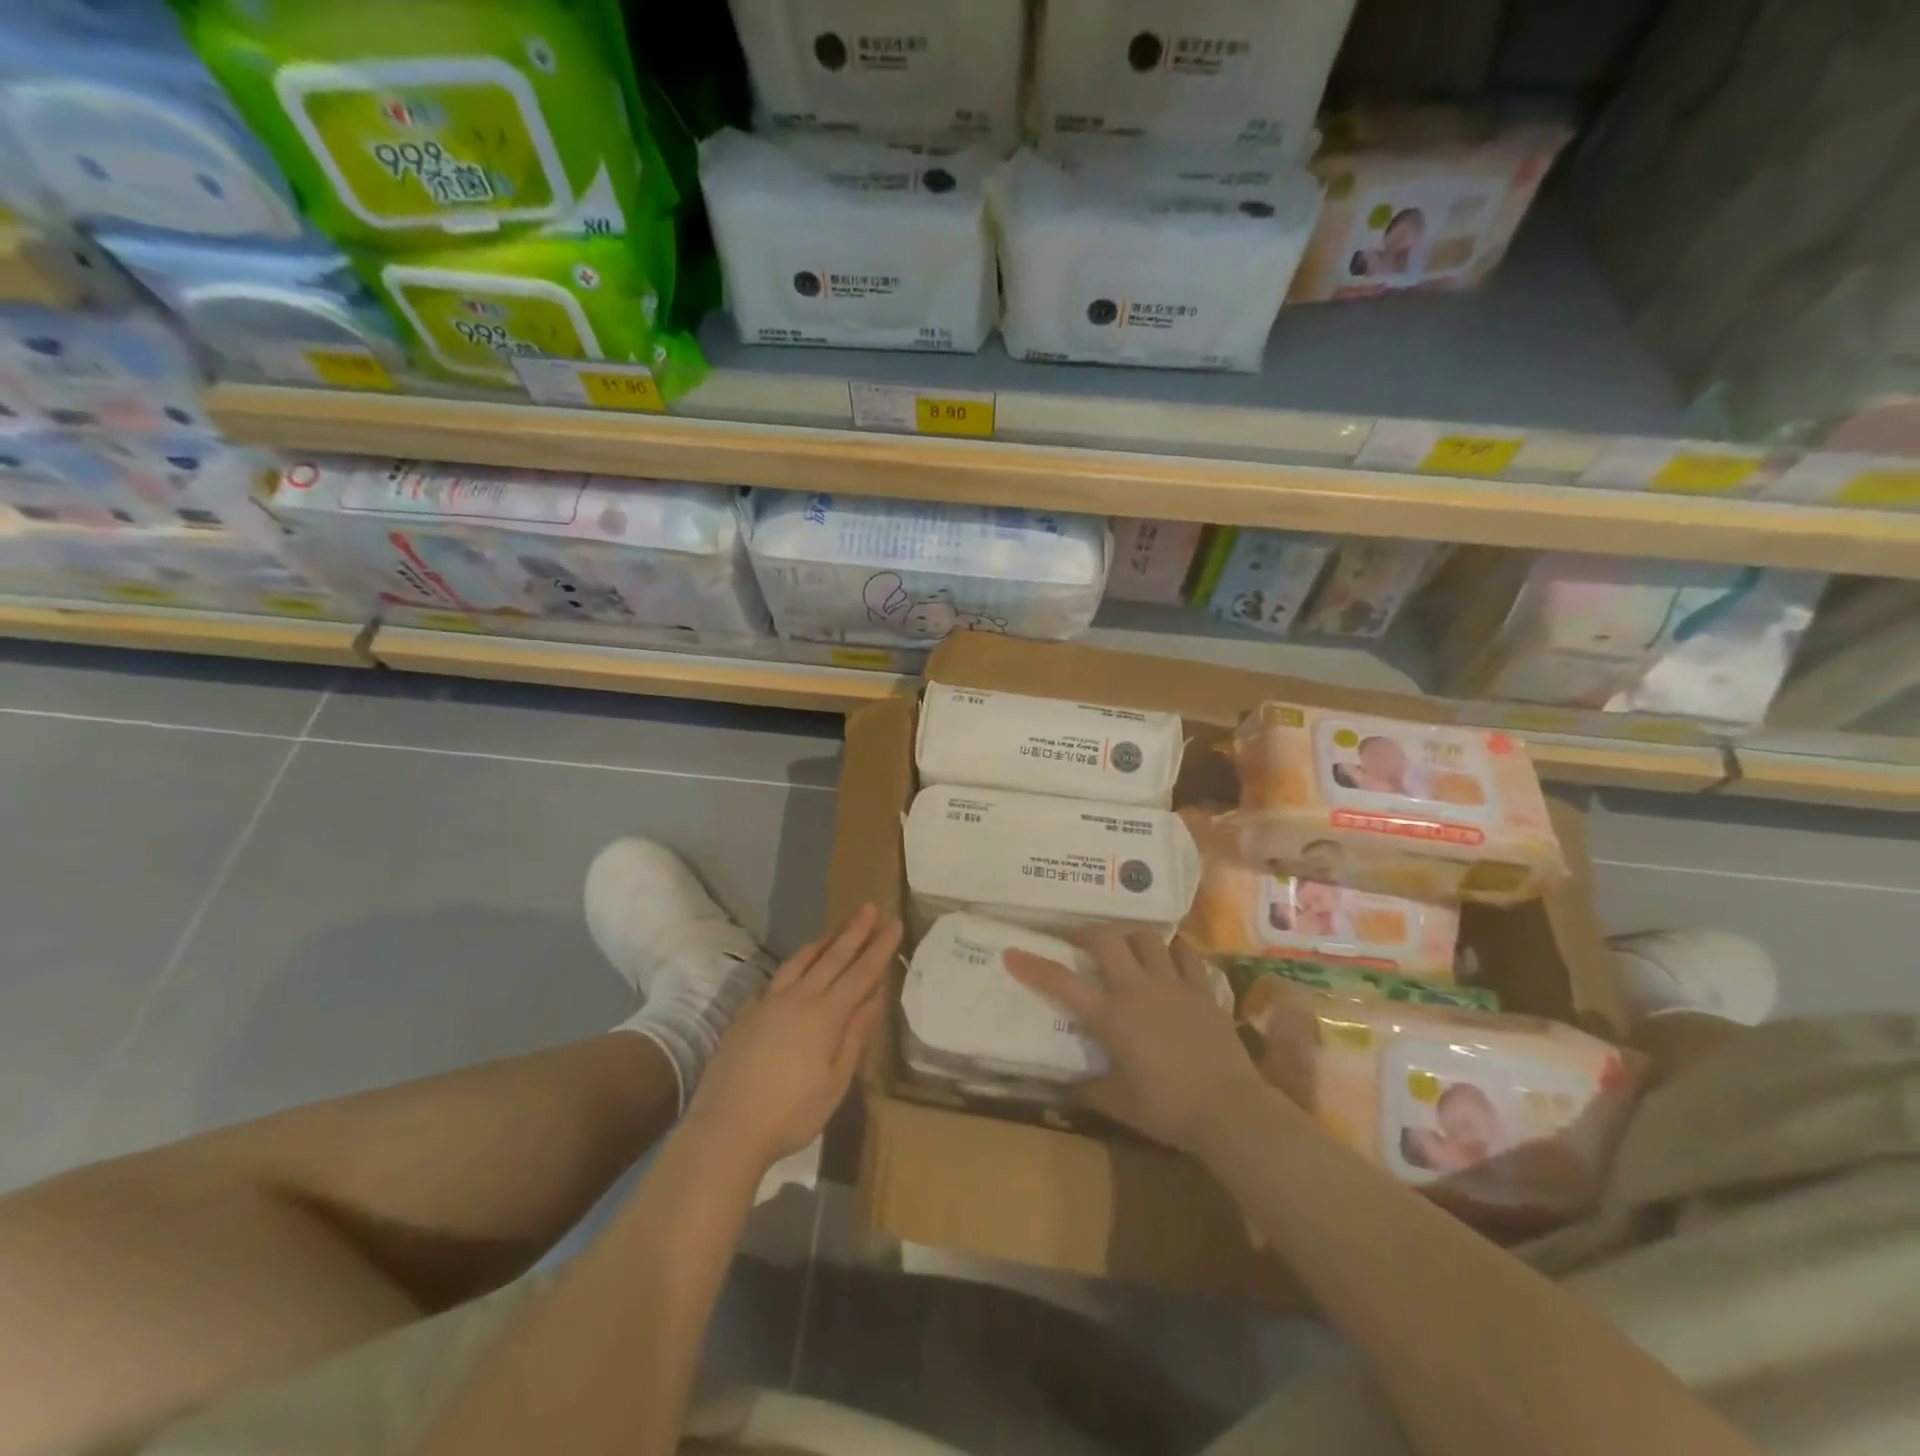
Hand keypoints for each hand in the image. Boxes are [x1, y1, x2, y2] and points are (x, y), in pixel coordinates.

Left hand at [688, 904, 902, 1169]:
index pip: (861, 973)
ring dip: (823, 942)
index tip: (894, 923)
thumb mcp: (836, 1082)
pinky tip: (795, 968)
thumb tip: (875, 998)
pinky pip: (776, 978)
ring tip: (836, 930)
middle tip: (869, 907)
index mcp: (826, 1016)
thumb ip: (855, 1036)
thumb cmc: (791, 1113)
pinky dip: (793, 965)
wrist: (726, 1127)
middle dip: (854, 931)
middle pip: (833, 957)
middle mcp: (799, 999)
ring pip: (800, 961)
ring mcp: (768, 1002)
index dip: (880, 948)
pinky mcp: (747, 1013)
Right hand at [1005, 927, 1264, 1155]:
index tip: (1012, 952)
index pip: (1062, 983)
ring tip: (1124, 944)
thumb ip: (1087, 1089)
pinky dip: (1174, 949)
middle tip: (1079, 940)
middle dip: (1087, 932)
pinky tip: (1169, 953)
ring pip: (1146, 938)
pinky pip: (1186, 955)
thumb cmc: (1167, 1109)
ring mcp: (1172, 985)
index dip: (1033, 966)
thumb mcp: (1118, 1104)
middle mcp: (1137, 989)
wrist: (1228, 1110)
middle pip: (1106, 940)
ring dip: (1129, 936)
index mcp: (1111, 1017)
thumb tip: (1062, 1086)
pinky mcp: (1202, 990)